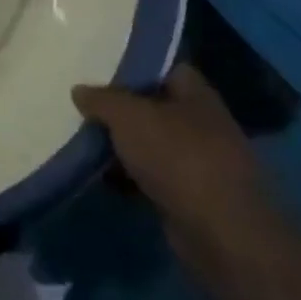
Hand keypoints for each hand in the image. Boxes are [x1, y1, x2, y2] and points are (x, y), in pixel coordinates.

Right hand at [72, 66, 281, 257]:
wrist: (220, 233)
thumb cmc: (178, 157)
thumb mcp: (129, 116)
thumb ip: (101, 99)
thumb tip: (79, 90)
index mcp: (197, 95)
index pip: (166, 68)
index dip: (135, 66)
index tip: (100, 69)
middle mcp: (202, 124)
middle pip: (154, 107)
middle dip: (121, 109)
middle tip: (83, 105)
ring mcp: (198, 162)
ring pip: (150, 144)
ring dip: (122, 145)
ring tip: (83, 140)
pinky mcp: (189, 196)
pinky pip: (151, 176)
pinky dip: (128, 177)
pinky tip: (101, 176)